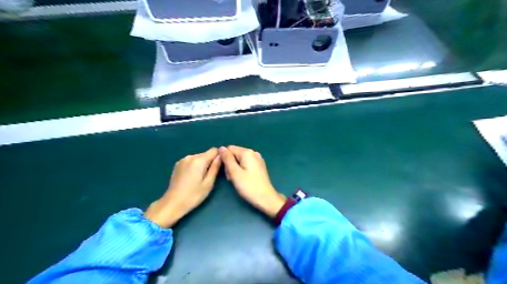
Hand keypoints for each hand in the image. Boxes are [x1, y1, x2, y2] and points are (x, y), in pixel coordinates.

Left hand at [144, 148, 220, 226]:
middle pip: (206, 154)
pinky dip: (195, 166)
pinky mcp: (178, 164)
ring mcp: (182, 160)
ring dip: (202, 164)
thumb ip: (215, 168)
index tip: (220, 167)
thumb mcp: (208, 183)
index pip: (214, 150)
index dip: (219, 156)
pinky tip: (192, 177)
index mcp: (198, 160)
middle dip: (210, 162)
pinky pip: (191, 161)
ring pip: (199, 157)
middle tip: (210, 176)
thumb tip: (221, 156)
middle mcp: (190, 157)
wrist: (172, 203)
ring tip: (201, 178)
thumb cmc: (193, 195)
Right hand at [220, 145, 286, 217]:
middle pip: (235, 154)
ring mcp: (257, 159)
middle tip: (230, 177)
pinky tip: (241, 179)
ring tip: (235, 180)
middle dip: (229, 164)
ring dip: (234, 168)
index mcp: (247, 152)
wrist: (266, 198)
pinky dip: (241, 170)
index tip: (224, 171)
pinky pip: (245, 164)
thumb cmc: (249, 186)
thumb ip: (227, 159)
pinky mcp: (259, 166)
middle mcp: (253, 153)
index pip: (229, 149)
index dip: (224, 159)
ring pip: (239, 160)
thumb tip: (221, 148)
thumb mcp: (235, 172)